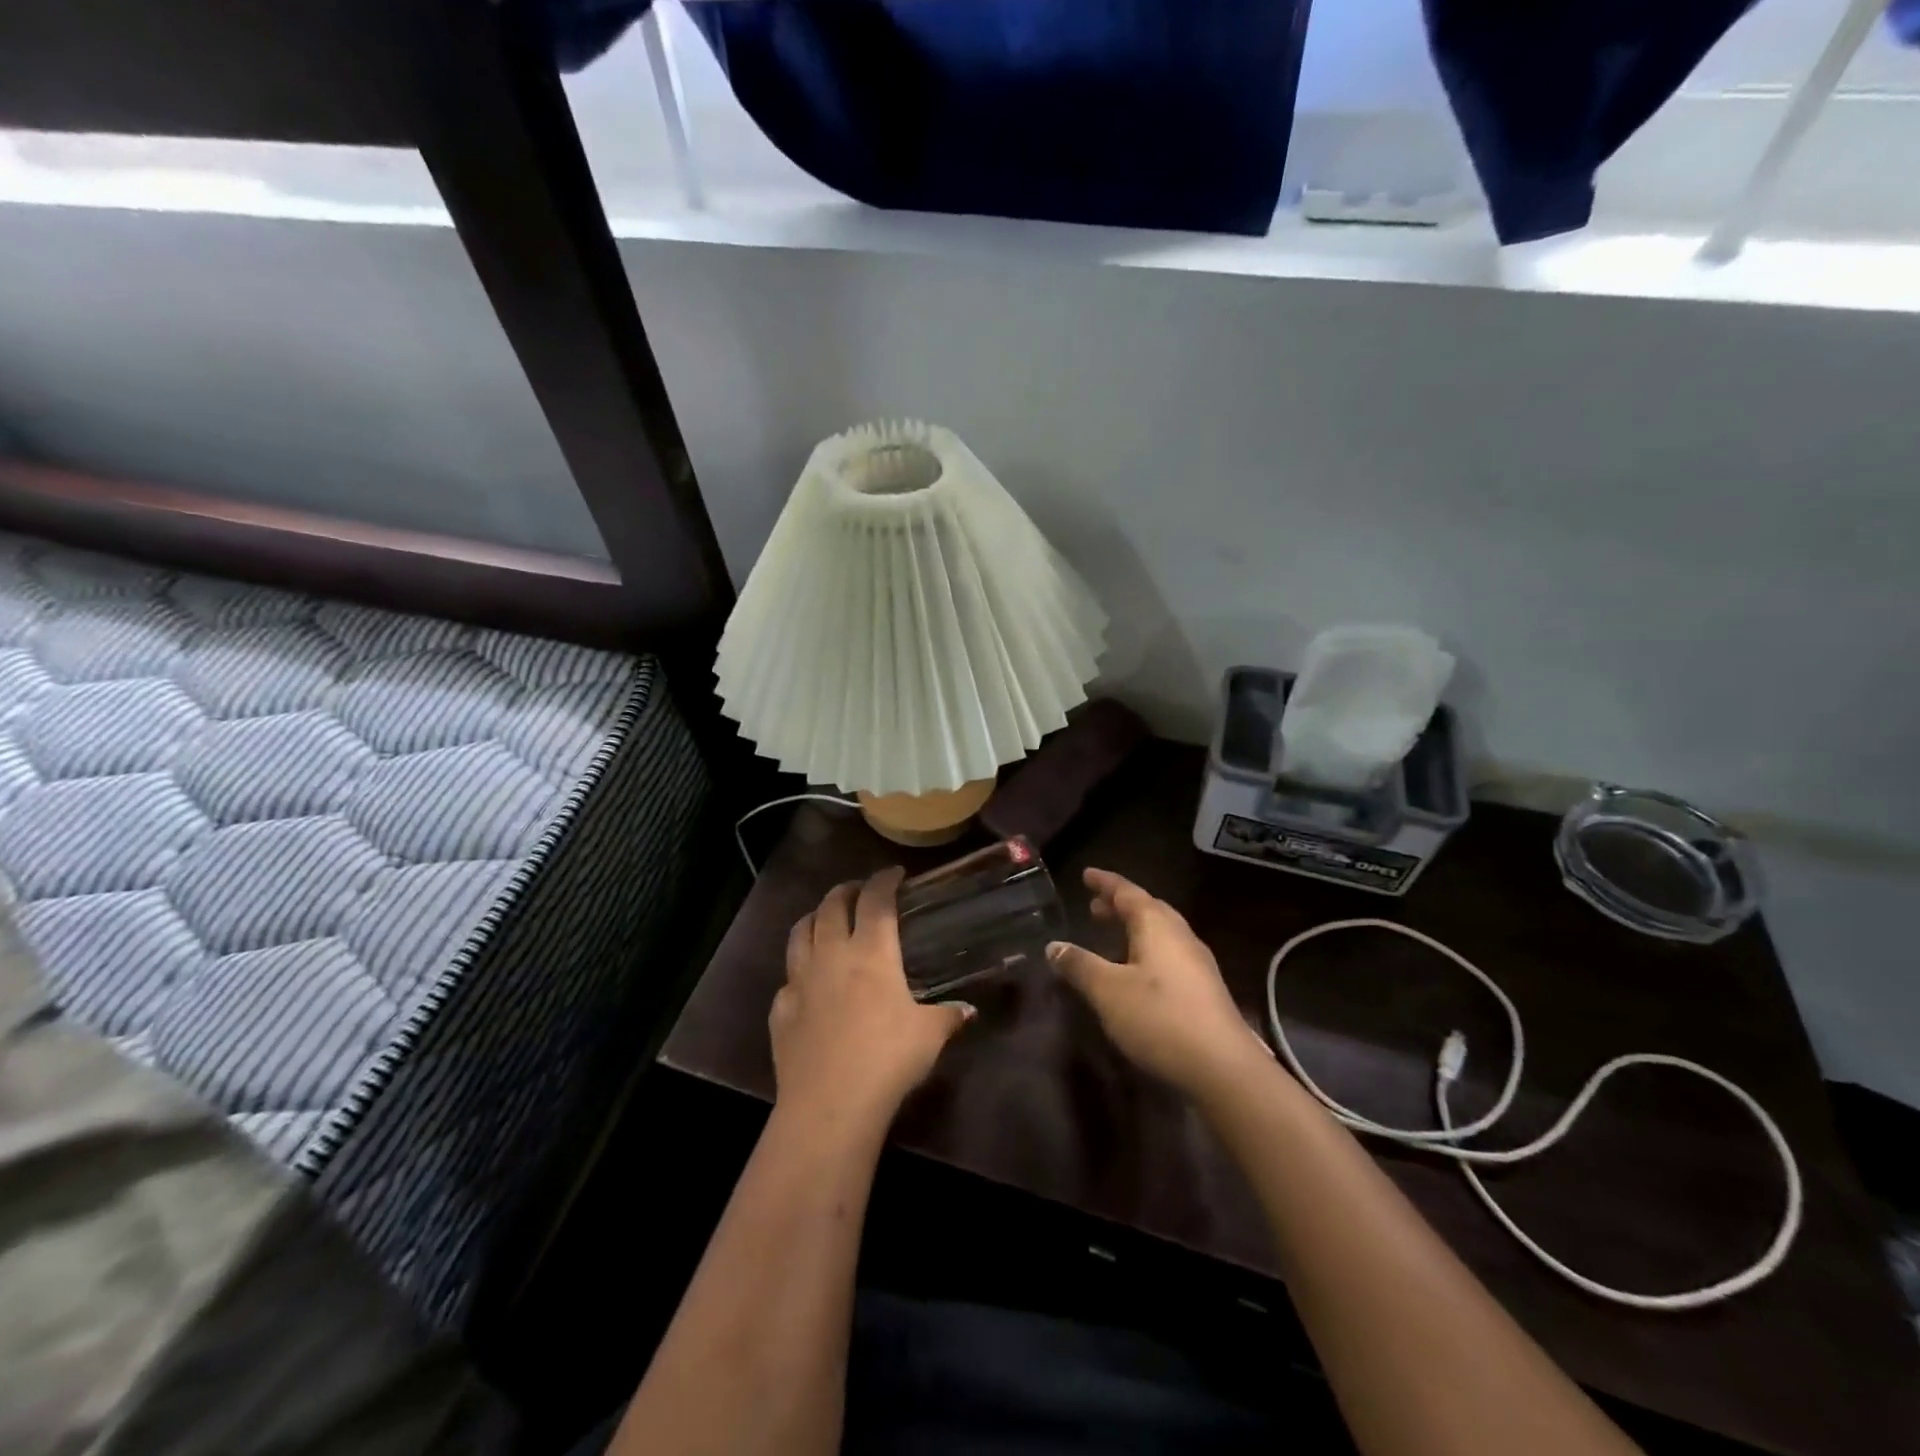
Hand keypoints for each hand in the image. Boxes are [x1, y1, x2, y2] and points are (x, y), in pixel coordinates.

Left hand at [772, 867, 974, 1130]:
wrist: (829, 1105)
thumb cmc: (887, 1060)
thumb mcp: (929, 1036)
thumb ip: (948, 1016)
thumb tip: (967, 1010)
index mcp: (871, 952)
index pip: (875, 900)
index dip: (884, 880)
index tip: (895, 874)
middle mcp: (831, 955)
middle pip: (831, 906)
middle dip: (846, 890)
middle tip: (859, 891)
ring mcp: (800, 980)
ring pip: (800, 932)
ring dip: (814, 917)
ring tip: (825, 919)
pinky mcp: (781, 1009)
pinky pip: (788, 978)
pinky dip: (799, 970)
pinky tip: (808, 983)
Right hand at [1048, 868, 1267, 1098]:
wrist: (1223, 1067)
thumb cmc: (1159, 1018)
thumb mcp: (1108, 991)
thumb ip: (1080, 965)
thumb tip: (1054, 945)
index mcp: (1157, 925)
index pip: (1127, 892)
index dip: (1105, 883)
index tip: (1087, 875)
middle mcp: (1180, 935)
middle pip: (1148, 909)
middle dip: (1120, 905)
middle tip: (1094, 906)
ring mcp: (1197, 963)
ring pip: (1160, 933)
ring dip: (1134, 929)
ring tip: (1110, 936)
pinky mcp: (1203, 989)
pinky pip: (1168, 954)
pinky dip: (1145, 950)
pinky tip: (1136, 972)